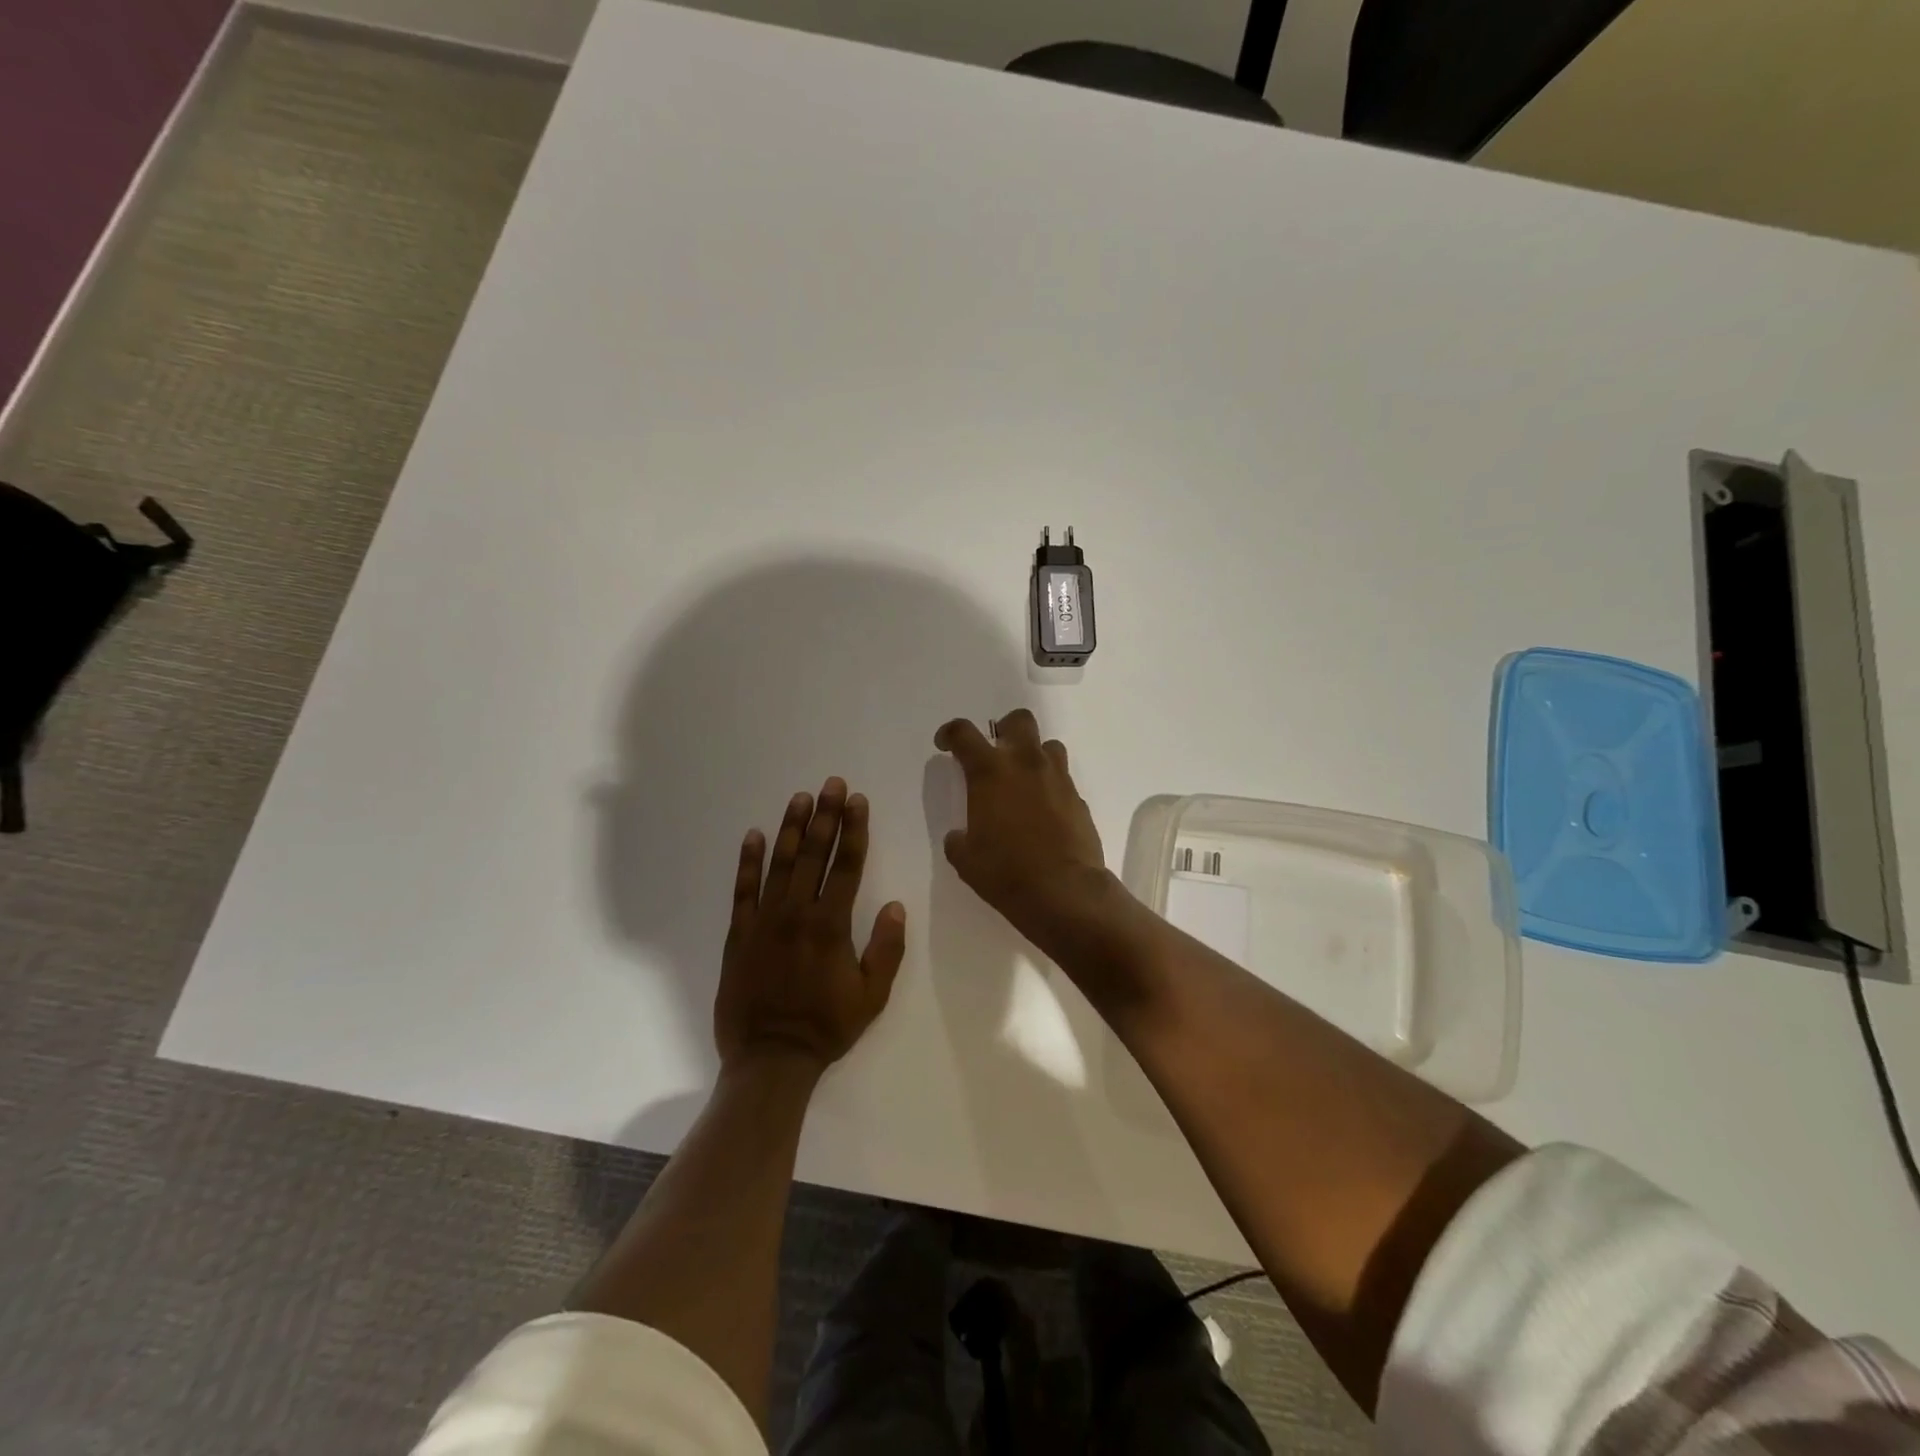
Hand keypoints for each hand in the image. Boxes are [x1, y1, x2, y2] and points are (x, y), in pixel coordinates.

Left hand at [716, 778, 906, 1076]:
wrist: (770, 1058)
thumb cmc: (826, 1027)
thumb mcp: (872, 995)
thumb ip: (886, 949)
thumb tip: (895, 905)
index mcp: (832, 925)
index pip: (848, 865)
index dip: (854, 830)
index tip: (857, 801)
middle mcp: (798, 912)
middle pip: (814, 854)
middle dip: (825, 815)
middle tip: (831, 783)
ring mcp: (765, 920)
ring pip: (780, 863)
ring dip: (791, 828)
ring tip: (800, 798)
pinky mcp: (739, 932)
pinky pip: (743, 889)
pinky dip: (748, 861)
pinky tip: (754, 835)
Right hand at [934, 710, 1115, 958]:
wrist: (1064, 891)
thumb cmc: (1005, 872)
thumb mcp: (966, 859)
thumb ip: (958, 839)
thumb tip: (960, 836)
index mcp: (990, 771)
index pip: (963, 733)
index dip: (949, 733)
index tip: (945, 744)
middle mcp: (1026, 764)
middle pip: (1019, 720)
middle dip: (1005, 729)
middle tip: (996, 753)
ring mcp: (1057, 778)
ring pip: (1048, 745)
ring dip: (1034, 755)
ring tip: (1024, 781)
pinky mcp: (1079, 799)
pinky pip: (1063, 780)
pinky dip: (1051, 787)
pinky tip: (1044, 813)